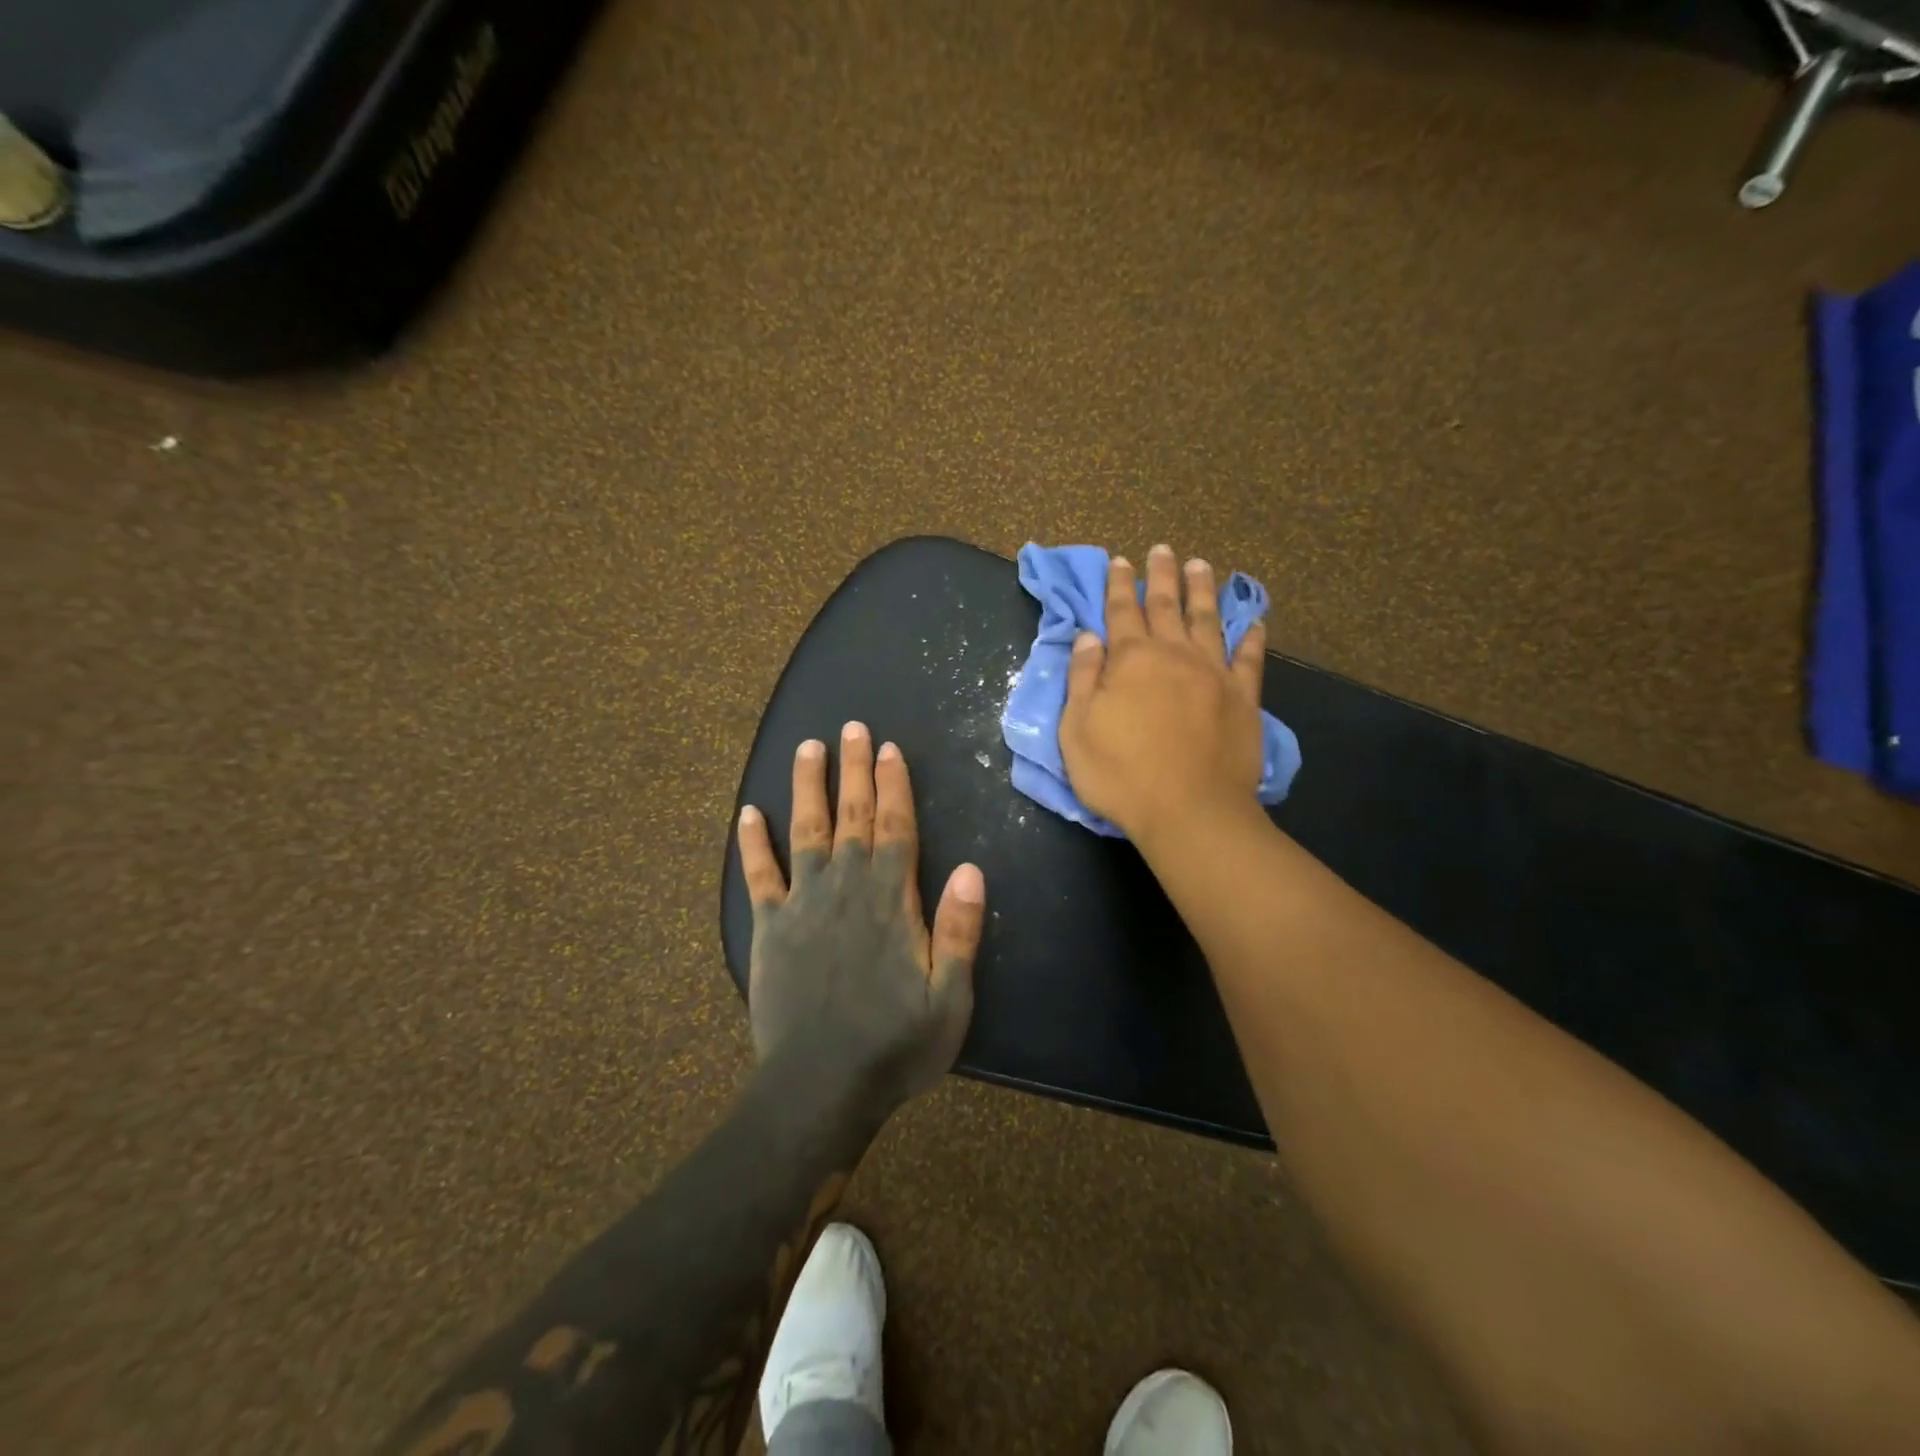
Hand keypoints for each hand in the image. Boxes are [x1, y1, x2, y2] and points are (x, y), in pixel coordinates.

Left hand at [736, 722, 986, 1108]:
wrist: (819, 1089)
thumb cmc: (894, 1046)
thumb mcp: (949, 998)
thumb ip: (959, 931)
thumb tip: (973, 869)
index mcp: (889, 899)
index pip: (894, 827)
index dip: (893, 785)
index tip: (889, 749)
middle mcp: (844, 887)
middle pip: (850, 815)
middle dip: (854, 769)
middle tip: (852, 727)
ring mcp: (802, 904)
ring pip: (804, 830)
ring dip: (806, 786)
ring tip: (807, 747)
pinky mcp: (769, 928)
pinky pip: (759, 876)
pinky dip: (753, 843)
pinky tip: (748, 813)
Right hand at [1059, 545, 1266, 841]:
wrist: (1189, 810)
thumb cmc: (1121, 774)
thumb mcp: (1077, 729)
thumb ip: (1083, 678)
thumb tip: (1089, 637)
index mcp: (1131, 660)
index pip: (1121, 611)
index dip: (1118, 585)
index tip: (1120, 560)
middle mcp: (1174, 654)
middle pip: (1166, 605)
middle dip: (1161, 575)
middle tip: (1162, 549)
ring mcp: (1214, 673)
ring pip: (1208, 620)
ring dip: (1202, 591)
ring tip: (1201, 565)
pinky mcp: (1243, 697)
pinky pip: (1249, 658)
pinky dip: (1252, 637)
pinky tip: (1254, 621)